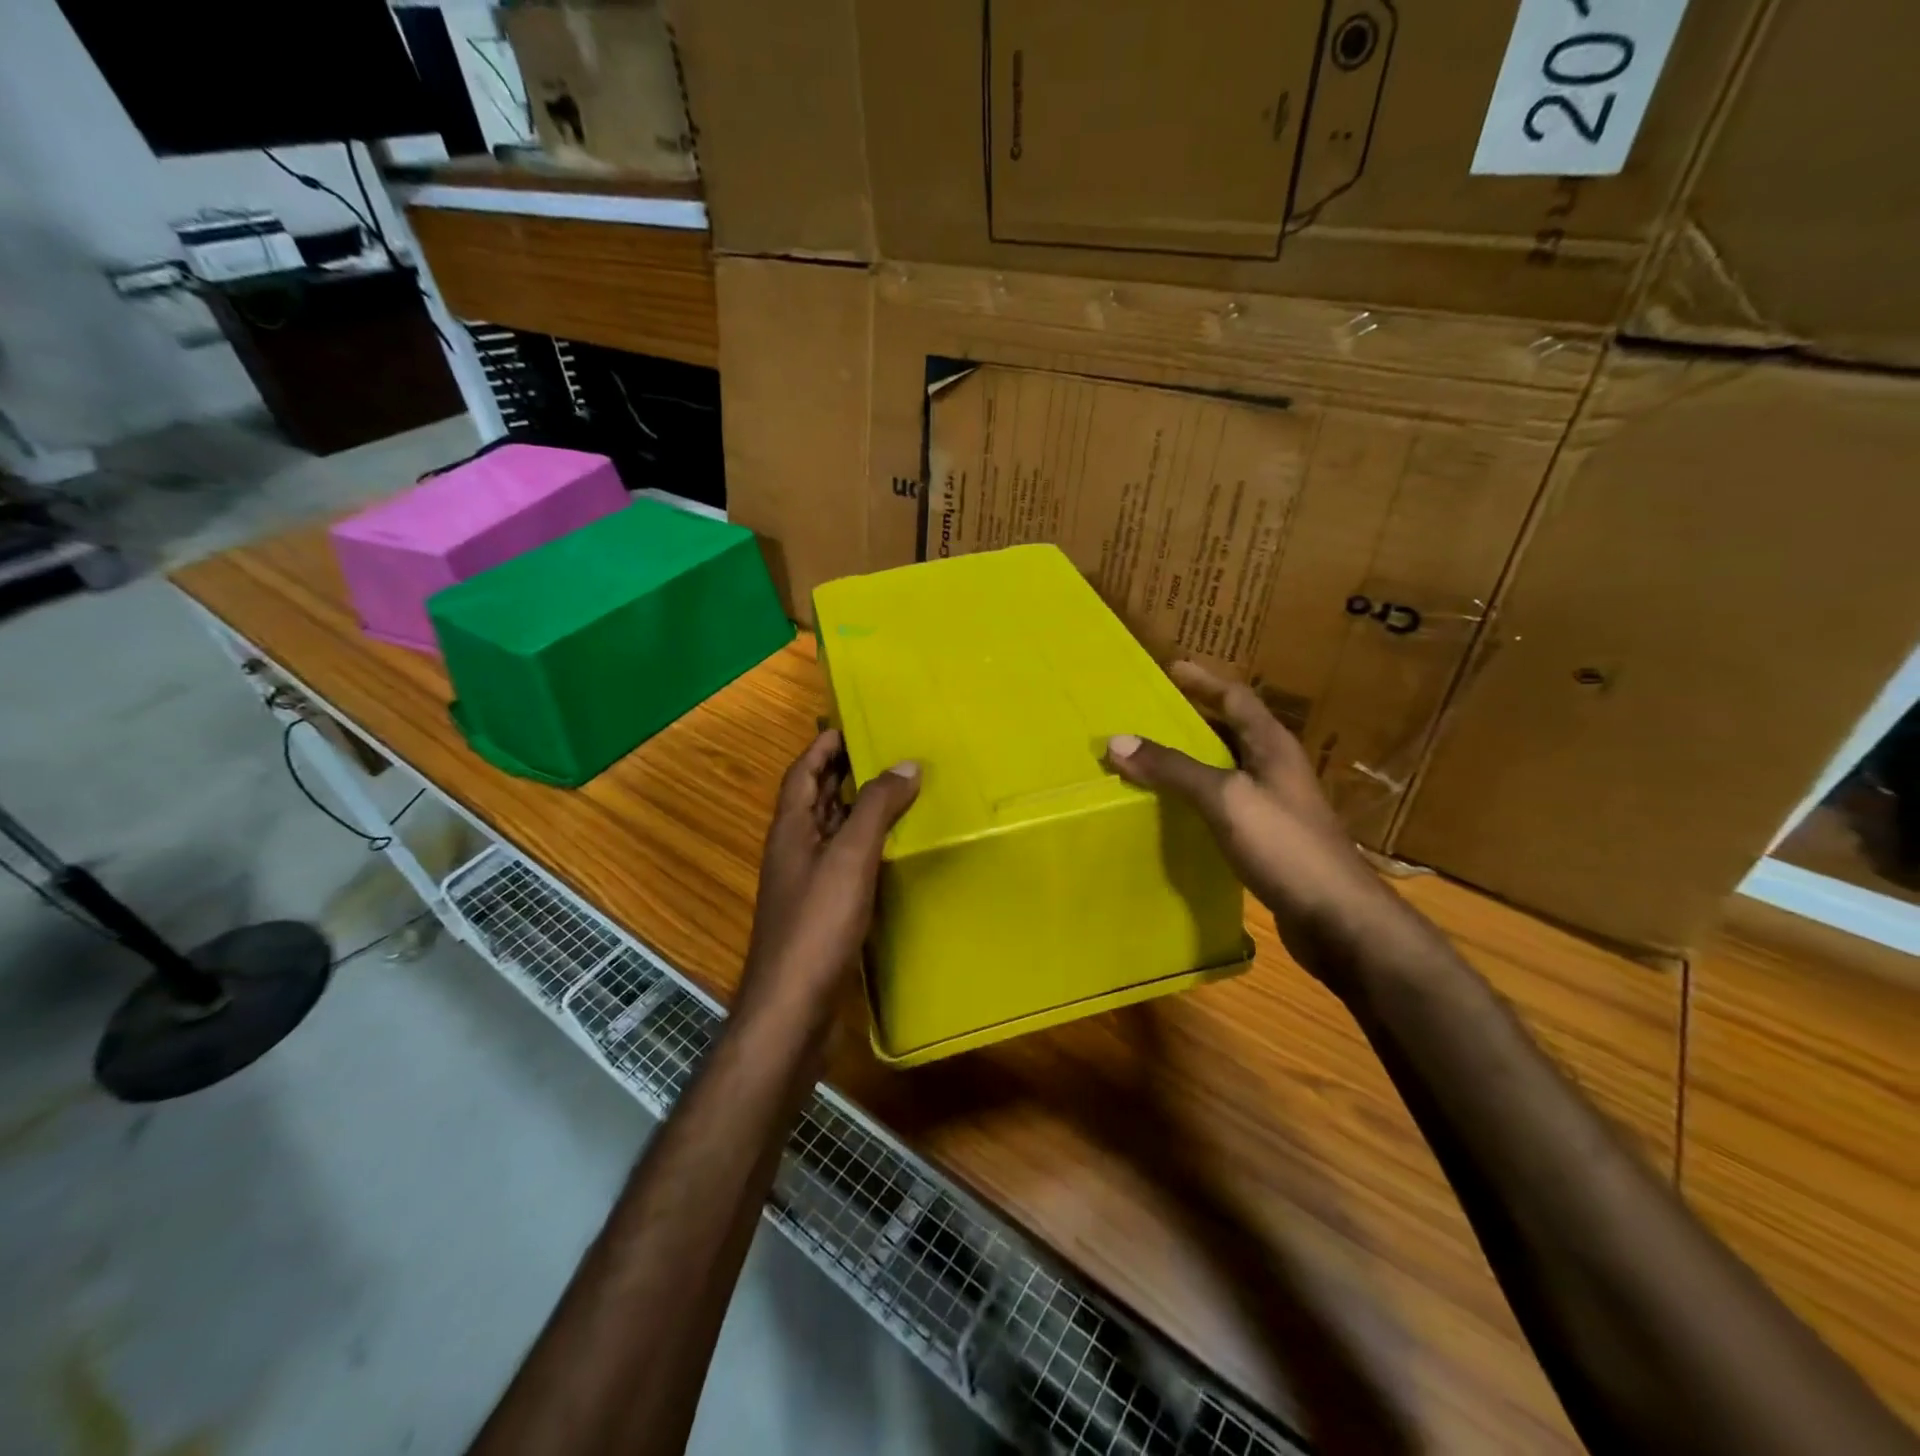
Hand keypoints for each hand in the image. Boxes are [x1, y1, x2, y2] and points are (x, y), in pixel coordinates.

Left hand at [739, 730, 919, 1034]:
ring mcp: (806, 882)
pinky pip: (844, 861)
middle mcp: (794, 848)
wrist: (793, 1006)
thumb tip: (906, 764)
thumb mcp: (850, 857)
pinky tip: (892, 848)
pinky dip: (865, 844)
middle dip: (844, 771)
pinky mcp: (822, 910)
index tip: (852, 723)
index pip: (802, 771)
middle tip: (886, 751)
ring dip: (857, 807)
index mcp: (791, 828)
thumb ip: (876, 808)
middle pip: (816, 797)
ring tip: (897, 790)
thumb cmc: (817, 924)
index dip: (824, 745)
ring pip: (832, 830)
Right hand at [1107, 662, 1400, 992]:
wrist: (1338, 919)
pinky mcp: (1269, 839)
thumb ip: (1174, 769)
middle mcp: (1276, 769)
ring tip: (1152, 757)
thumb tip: (1118, 741)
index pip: (1236, 698)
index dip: (1204, 681)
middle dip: (1194, 717)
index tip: (1171, 667)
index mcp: (1272, 746)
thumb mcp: (1225, 799)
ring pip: (1227, 769)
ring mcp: (1275, 806)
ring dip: (1193, 759)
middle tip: (1151, 713)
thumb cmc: (1285, 846)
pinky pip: (1225, 804)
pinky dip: (1198, 797)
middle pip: (1232, 731)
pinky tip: (1174, 810)